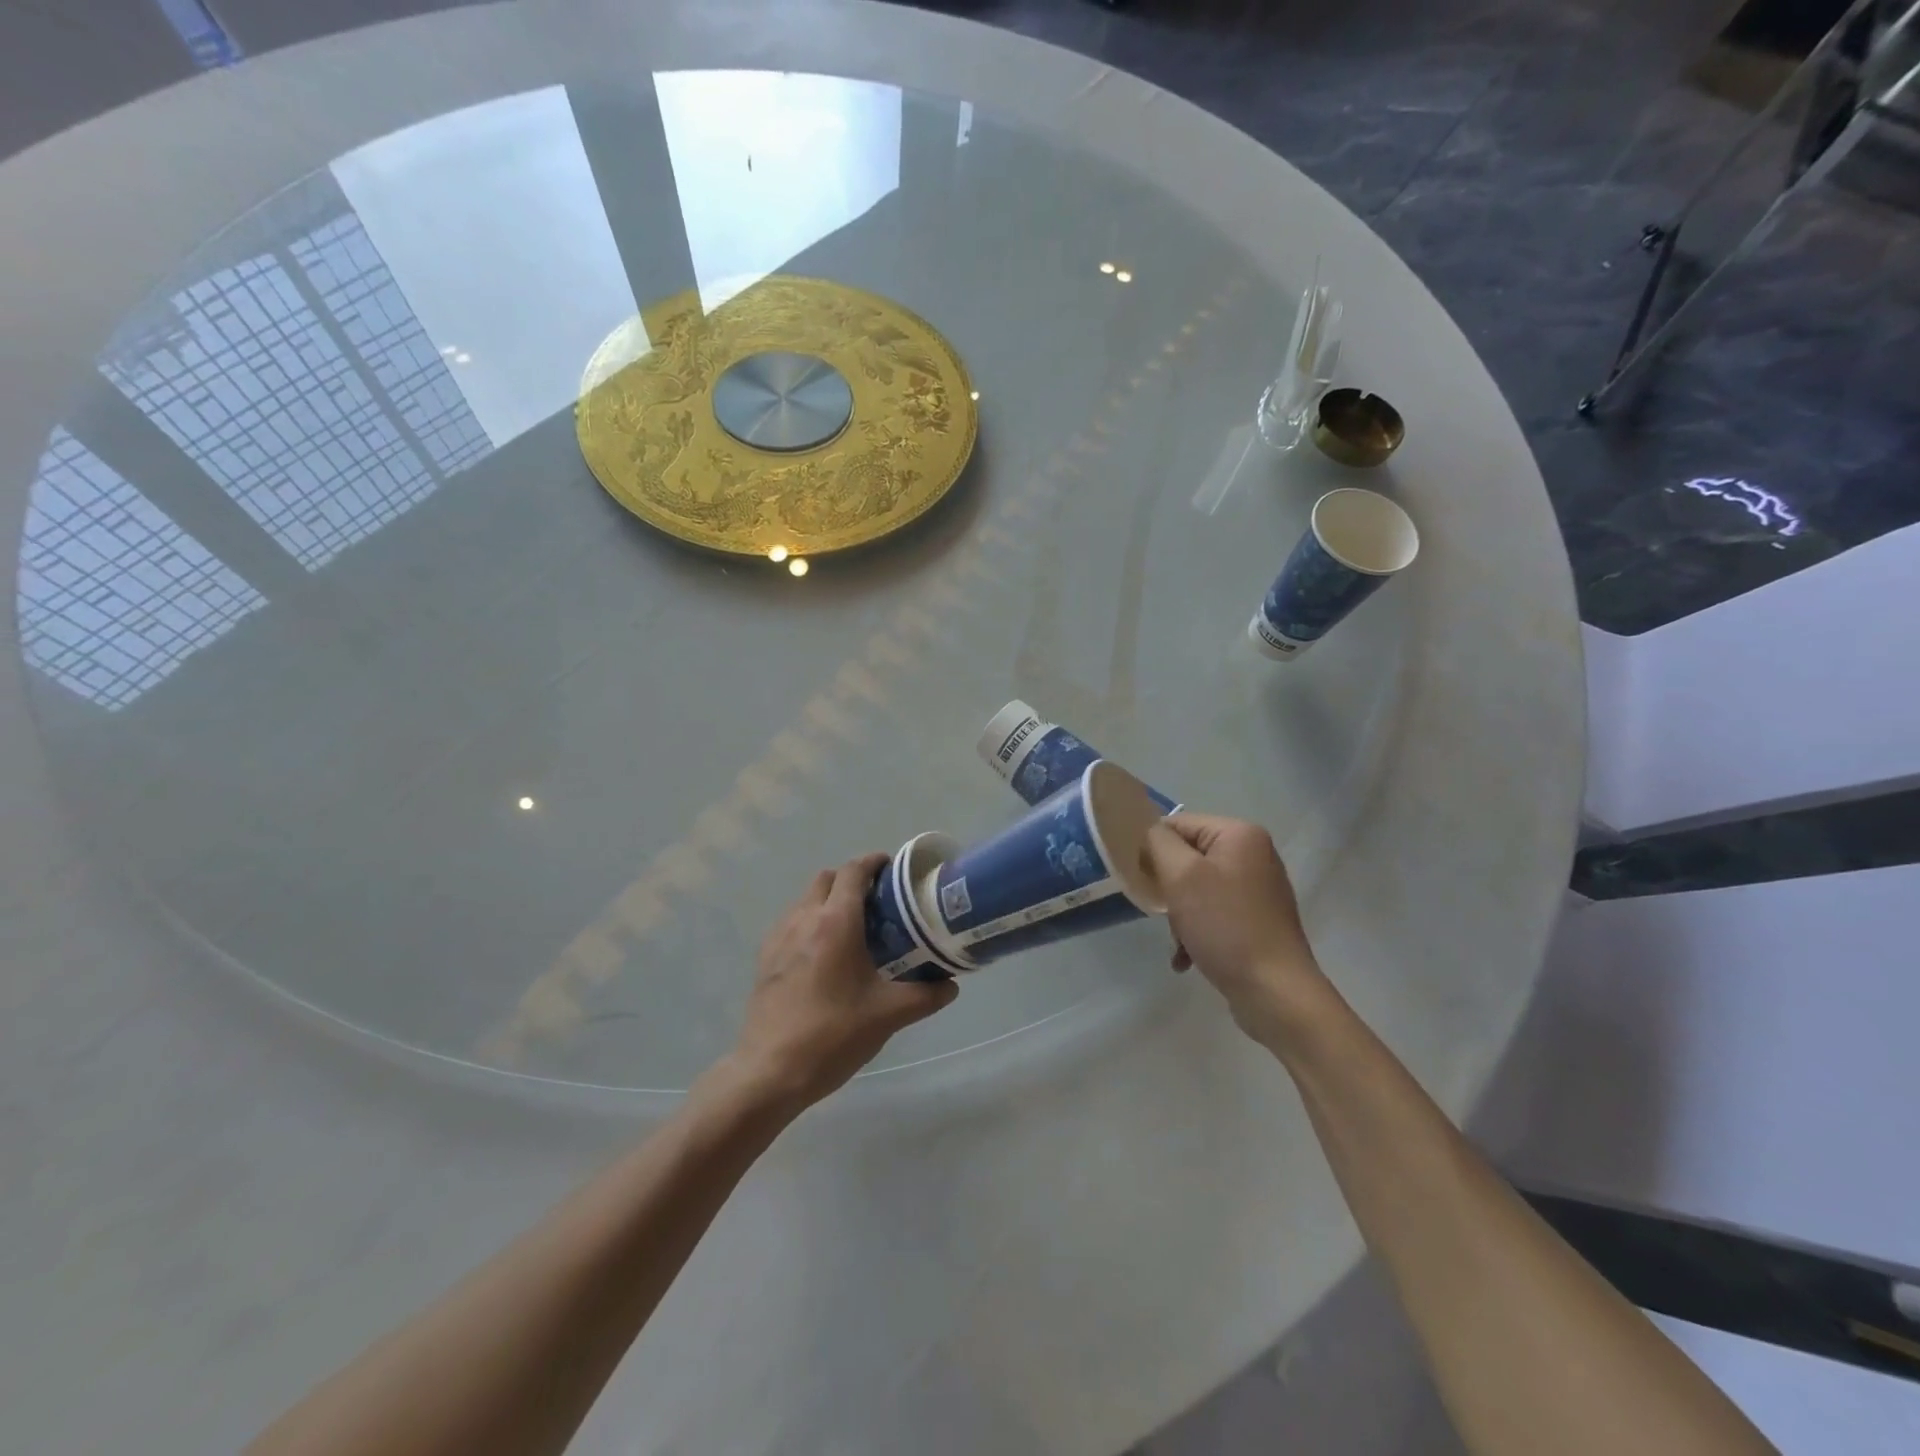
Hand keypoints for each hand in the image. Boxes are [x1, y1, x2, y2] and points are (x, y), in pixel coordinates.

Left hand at [726, 854, 958, 1110]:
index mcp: (835, 923)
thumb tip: (951, 984)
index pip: (854, 871)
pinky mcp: (765, 958)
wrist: (770, 1072)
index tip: (893, 870)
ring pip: (806, 899)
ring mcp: (779, 937)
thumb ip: (926, 995)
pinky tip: (824, 956)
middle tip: (878, 903)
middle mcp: (804, 919)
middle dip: (852, 880)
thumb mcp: (888, 1015)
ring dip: (829, 901)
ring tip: (853, 929)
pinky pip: (791, 922)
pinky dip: (810, 922)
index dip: (874, 862)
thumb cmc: (833, 1035)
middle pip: (828, 878)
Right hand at [1142, 814, 1328, 1046]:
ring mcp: (1258, 889)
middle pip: (1187, 857)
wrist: (1275, 992)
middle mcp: (1254, 855)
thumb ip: (1157, 842)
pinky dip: (1196, 930)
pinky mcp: (1257, 920)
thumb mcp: (1181, 876)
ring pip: (1197, 888)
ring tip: (1180, 940)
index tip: (1140, 879)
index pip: (1178, 824)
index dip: (1153, 848)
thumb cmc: (1225, 926)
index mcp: (1240, 835)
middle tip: (1163, 912)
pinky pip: (1214, 912)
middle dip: (1168, 887)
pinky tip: (1187, 957)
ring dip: (1179, 913)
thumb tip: (1147, 832)